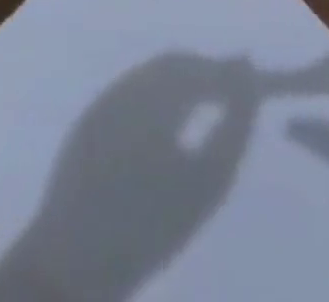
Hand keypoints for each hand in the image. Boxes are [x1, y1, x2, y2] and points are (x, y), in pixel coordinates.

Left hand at [0, 54, 257, 301]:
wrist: (72, 261)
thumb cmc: (147, 226)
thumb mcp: (205, 184)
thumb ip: (232, 128)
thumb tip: (249, 84)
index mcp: (151, 91)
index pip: (200, 69)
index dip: (230, 72)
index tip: (257, 78)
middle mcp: (125, 86)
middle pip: (175, 66)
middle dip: (207, 72)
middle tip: (240, 88)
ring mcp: (104, 103)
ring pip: (152, 77)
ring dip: (184, 82)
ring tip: (213, 98)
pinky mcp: (89, 124)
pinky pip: (132, 94)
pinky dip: (159, 97)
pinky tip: (173, 119)